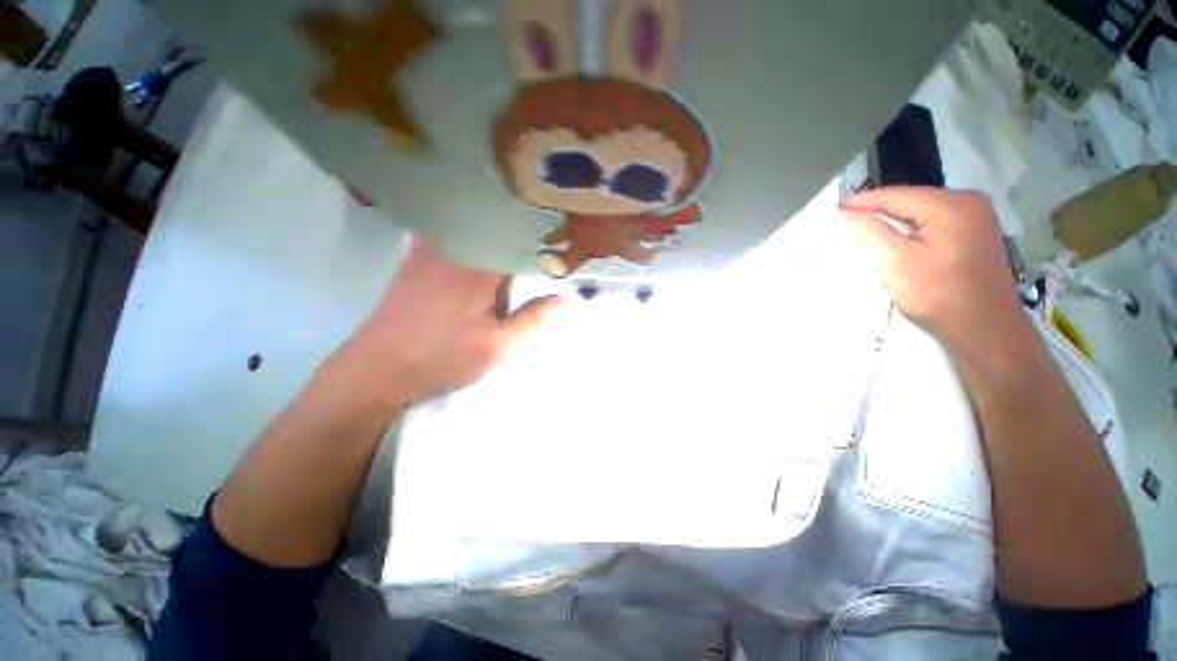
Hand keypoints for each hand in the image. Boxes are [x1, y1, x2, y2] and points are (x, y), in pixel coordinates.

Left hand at [340, 237, 560, 404]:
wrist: (377, 369)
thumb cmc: (442, 358)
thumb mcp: (496, 346)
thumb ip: (532, 319)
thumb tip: (564, 297)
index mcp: (480, 269)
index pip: (520, 243)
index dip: (543, 247)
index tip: (560, 254)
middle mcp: (455, 250)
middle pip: (498, 233)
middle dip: (523, 239)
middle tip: (543, 250)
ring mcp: (430, 252)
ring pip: (474, 232)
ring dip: (496, 236)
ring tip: (516, 245)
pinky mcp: (415, 261)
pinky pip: (447, 236)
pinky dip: (467, 236)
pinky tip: (475, 245)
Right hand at [840, 187, 1027, 349]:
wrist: (986, 332)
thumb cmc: (940, 297)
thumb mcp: (897, 263)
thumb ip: (871, 233)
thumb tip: (848, 212)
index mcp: (951, 204)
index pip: (894, 195)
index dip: (860, 202)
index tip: (831, 211)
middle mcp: (968, 201)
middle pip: (908, 201)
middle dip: (875, 213)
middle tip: (843, 226)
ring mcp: (975, 217)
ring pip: (918, 213)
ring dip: (890, 224)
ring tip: (862, 235)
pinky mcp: (974, 234)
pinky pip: (931, 225)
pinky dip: (908, 233)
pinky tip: (893, 245)